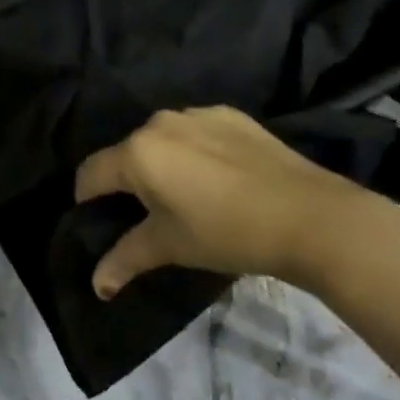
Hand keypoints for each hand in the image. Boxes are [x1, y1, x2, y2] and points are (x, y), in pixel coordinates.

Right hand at [74, 106, 398, 298]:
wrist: (310, 216)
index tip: (102, 223)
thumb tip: (97, 285)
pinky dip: (196, 151)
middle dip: (130, 182)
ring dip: (164, 163)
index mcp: (137, 152)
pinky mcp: (230, 115)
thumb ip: (126, 259)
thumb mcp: (171, 247)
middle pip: (127, 153)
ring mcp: (196, 114)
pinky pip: (196, 132)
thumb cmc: (227, 233)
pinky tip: (222, 179)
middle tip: (152, 216)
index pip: (91, 173)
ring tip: (191, 196)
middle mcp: (159, 122)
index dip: (88, 201)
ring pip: (163, 140)